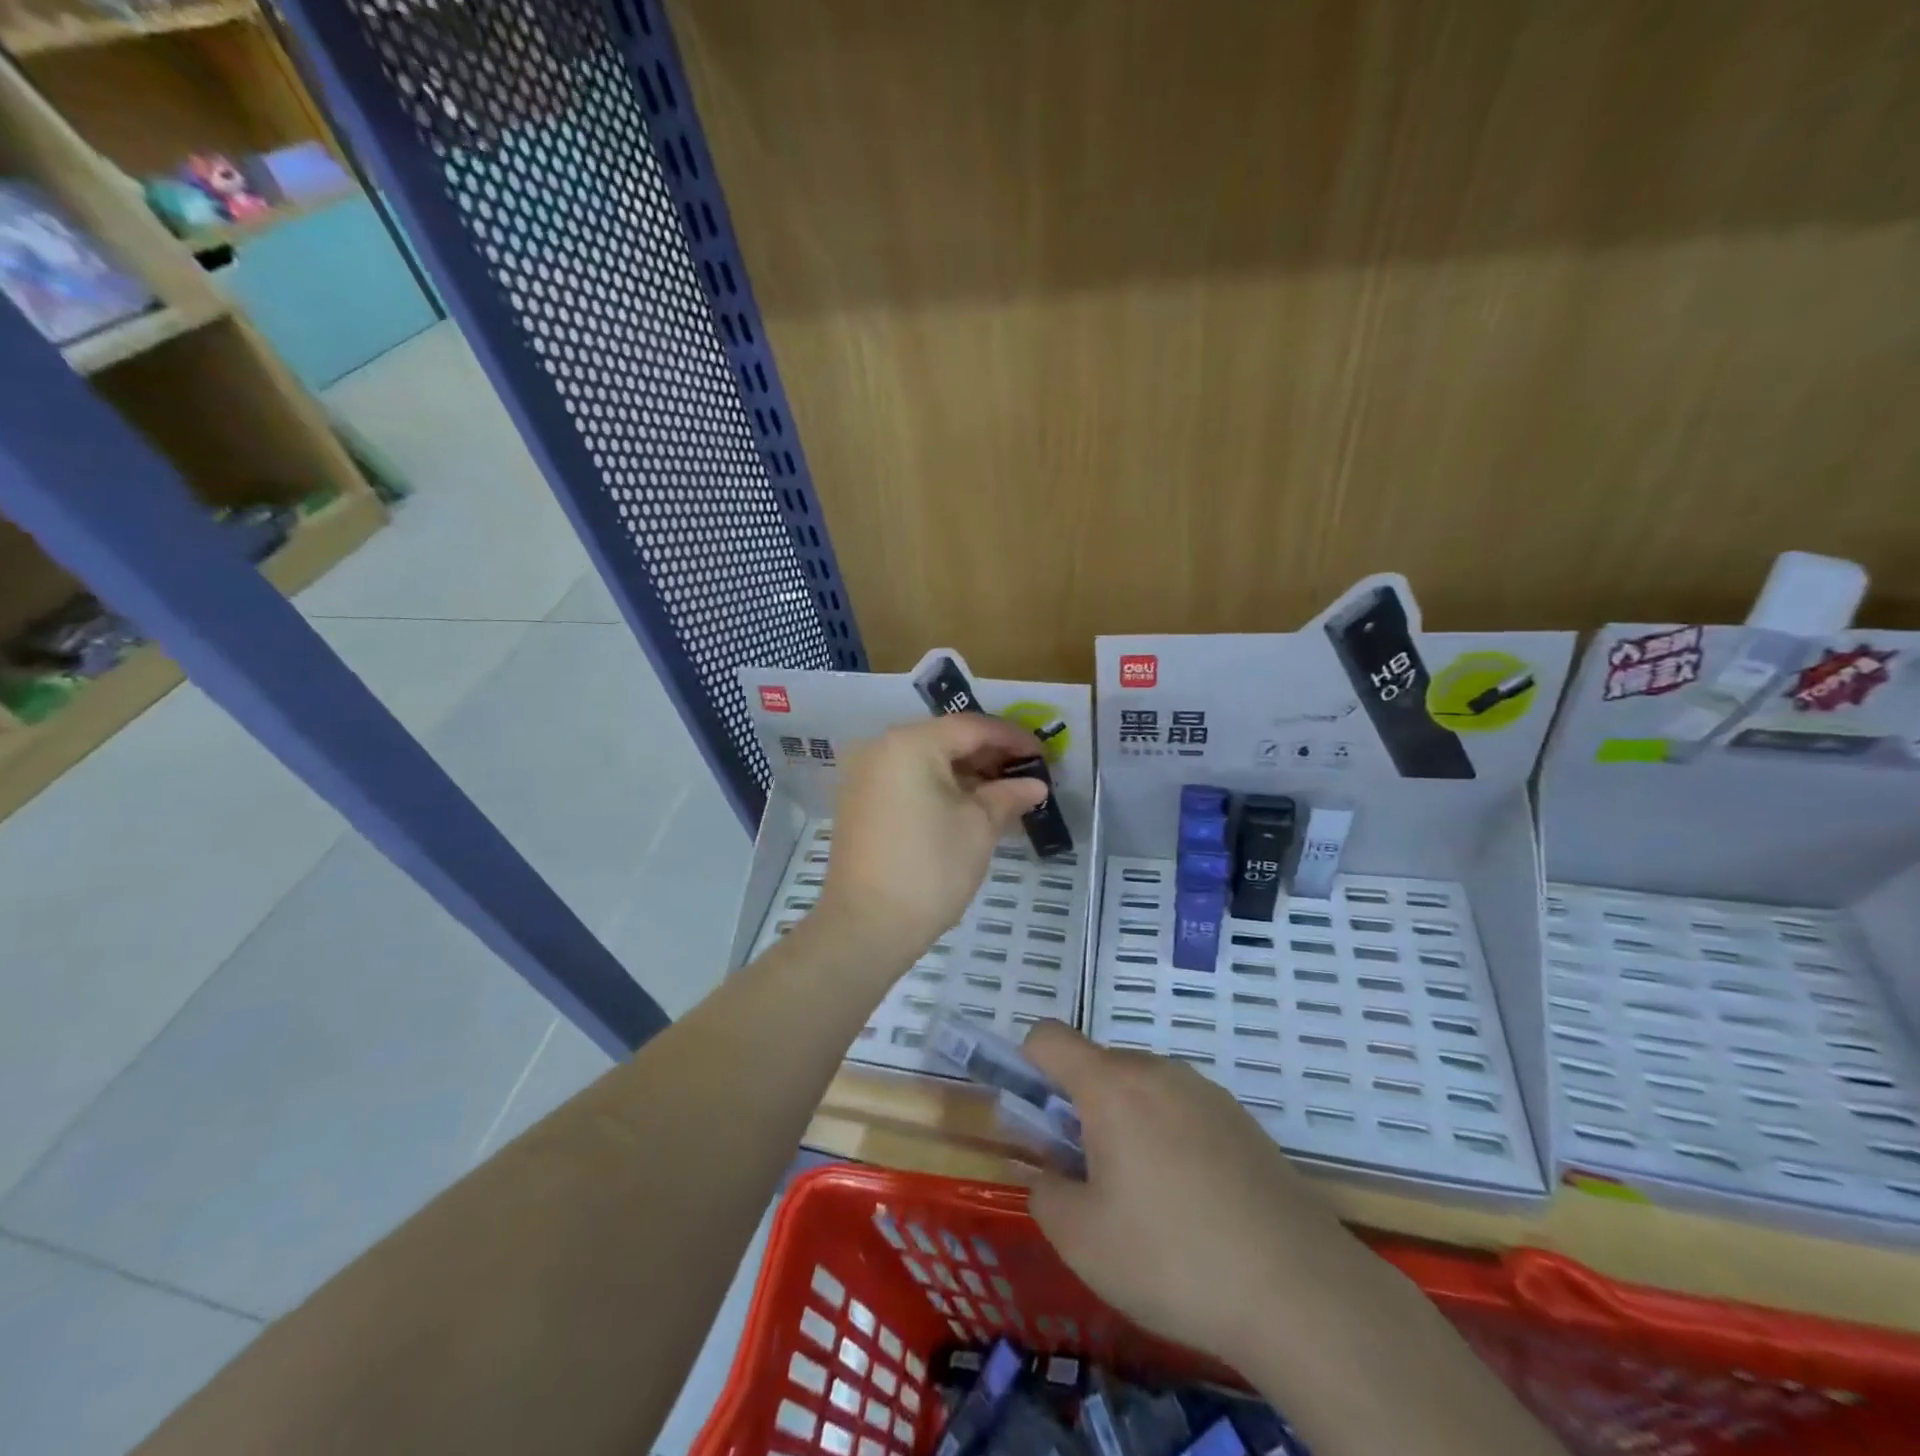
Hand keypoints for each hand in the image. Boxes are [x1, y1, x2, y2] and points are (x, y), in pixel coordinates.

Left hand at [813, 715, 1047, 969]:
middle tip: (1026, 774)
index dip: (1011, 738)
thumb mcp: (979, 827)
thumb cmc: (930, 869)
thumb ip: (1008, 795)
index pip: (971, 727)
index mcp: (910, 744)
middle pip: (946, 740)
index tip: (1043, 755)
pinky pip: (908, 780)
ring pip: (926, 761)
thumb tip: (1035, 784)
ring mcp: (865, 776)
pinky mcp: (860, 803)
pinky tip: (969, 806)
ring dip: (966, 773)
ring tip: (1004, 793)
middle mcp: (881, 748)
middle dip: (989, 755)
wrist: (866, 926)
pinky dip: (940, 787)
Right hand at [1022, 1021, 1374, 1374]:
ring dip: (1125, 1124)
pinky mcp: (1241, 1119)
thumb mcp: (1082, 1240)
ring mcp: (1205, 1091)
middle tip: (1089, 1178)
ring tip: (1145, 1200)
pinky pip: (1182, 1109)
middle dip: (1079, 1109)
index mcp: (1111, 1086)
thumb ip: (1044, 1193)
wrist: (1300, 1290)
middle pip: (1097, 1066)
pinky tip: (1194, 1205)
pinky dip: (1168, 1137)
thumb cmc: (1172, 1257)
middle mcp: (1157, 1071)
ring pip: (1141, 1089)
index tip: (1036, 1123)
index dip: (1027, 1067)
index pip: (1049, 1037)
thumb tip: (1043, 1172)